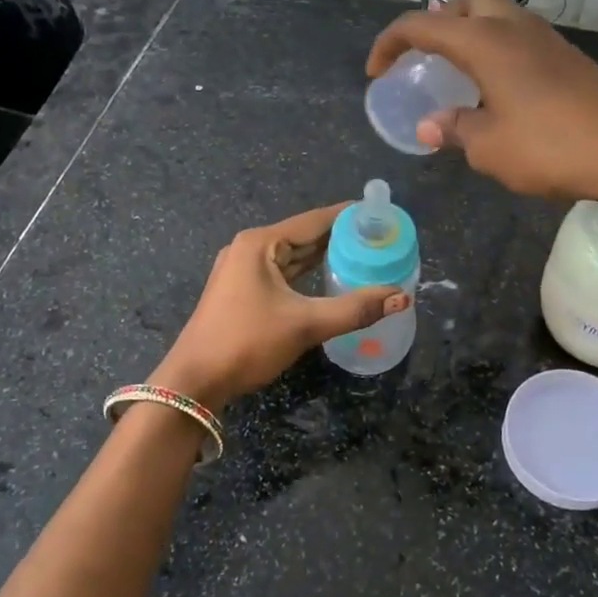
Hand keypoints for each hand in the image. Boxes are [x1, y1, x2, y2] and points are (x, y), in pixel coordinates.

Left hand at [149, 204, 409, 412]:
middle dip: (341, 238)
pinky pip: (283, 273)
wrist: (194, 381)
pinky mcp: (242, 290)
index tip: (381, 215)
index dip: (349, 217)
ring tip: (364, 256)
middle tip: (380, 240)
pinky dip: (307, 274)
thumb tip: (402, 297)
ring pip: (293, 256)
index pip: (314, 220)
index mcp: (260, 243)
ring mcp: (242, 270)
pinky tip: (330, 278)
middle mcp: (250, 248)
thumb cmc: (247, 343)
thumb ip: (355, 309)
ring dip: (325, 257)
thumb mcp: (305, 324)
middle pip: (304, 236)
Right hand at [366, 0, 597, 215]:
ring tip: (461, 76)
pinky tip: (501, 92)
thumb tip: (431, 125)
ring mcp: (547, 40)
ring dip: (473, 34)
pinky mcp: (570, 59)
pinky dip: (499, 51)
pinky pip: (521, 39)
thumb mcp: (489, 147)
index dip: (390, 43)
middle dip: (440, 19)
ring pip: (500, 16)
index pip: (422, 25)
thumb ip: (455, 131)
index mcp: (485, 43)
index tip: (377, 72)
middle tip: (430, 56)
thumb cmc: (549, 145)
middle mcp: (514, 28)